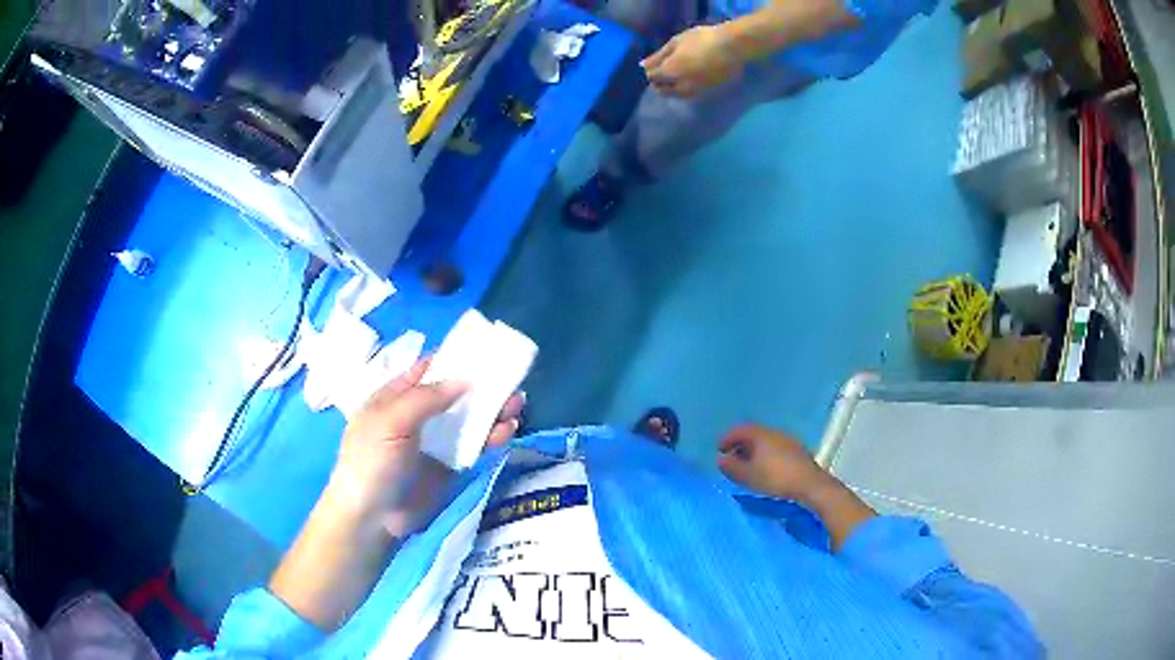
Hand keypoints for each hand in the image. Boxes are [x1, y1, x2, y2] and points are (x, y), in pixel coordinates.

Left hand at [327, 359, 522, 535]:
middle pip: (455, 394)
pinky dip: (493, 436)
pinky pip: (476, 446)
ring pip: (469, 420)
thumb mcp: (390, 421)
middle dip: (481, 386)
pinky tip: (508, 429)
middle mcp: (418, 416)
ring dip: (493, 410)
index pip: (427, 371)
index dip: (453, 360)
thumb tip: (464, 379)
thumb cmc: (372, 462)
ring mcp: (436, 442)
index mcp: (395, 398)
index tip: (484, 353)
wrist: (373, 518)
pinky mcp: (452, 466)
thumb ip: (425, 398)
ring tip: (517, 403)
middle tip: (509, 379)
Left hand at [641, 25, 744, 98]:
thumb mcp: (677, 42)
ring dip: (673, 89)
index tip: (656, 65)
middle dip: (660, 83)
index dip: (651, 71)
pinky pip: (692, 96)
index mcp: (670, 72)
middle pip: (663, 91)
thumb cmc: (703, 39)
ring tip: (677, 79)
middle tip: (664, 73)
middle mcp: (681, 87)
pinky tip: (692, 82)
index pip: (652, 77)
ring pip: (678, 95)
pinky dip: (687, 91)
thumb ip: (659, 55)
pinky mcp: (710, 95)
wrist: (733, 48)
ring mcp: (696, 93)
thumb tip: (642, 66)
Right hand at [718, 424, 832, 500]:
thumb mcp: (748, 476)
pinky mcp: (797, 451)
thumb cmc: (775, 478)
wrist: (809, 484)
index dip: (727, 438)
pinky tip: (766, 469)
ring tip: (748, 467)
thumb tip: (721, 459)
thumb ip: (732, 467)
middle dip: (740, 445)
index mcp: (761, 435)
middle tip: (732, 458)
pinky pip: (775, 448)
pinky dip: (765, 455)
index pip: (740, 429)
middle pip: (753, 434)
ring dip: (753, 451)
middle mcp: (774, 433)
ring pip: (765, 441)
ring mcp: (788, 440)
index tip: (719, 449)